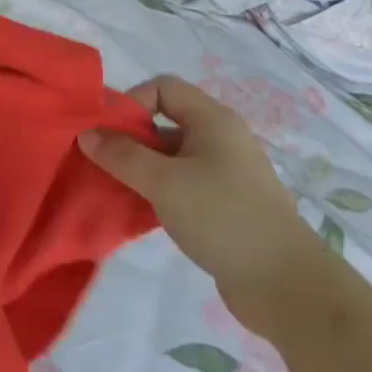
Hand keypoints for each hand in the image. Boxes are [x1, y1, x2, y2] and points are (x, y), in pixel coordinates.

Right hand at [80, 75, 318, 327]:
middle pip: (164, 122)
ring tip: (114, 191)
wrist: (285, 284)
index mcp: (212, 120)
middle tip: (102, 165)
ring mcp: (224, 173)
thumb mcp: (164, 182)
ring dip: (141, 170)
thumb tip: (86, 133)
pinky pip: (181, 185)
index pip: (163, 87)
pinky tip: (139, 213)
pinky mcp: (224, 205)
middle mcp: (219, 139)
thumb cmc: (222, 217)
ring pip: (170, 158)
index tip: (109, 134)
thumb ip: (122, 155)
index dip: (132, 102)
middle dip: (130, 140)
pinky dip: (158, 192)